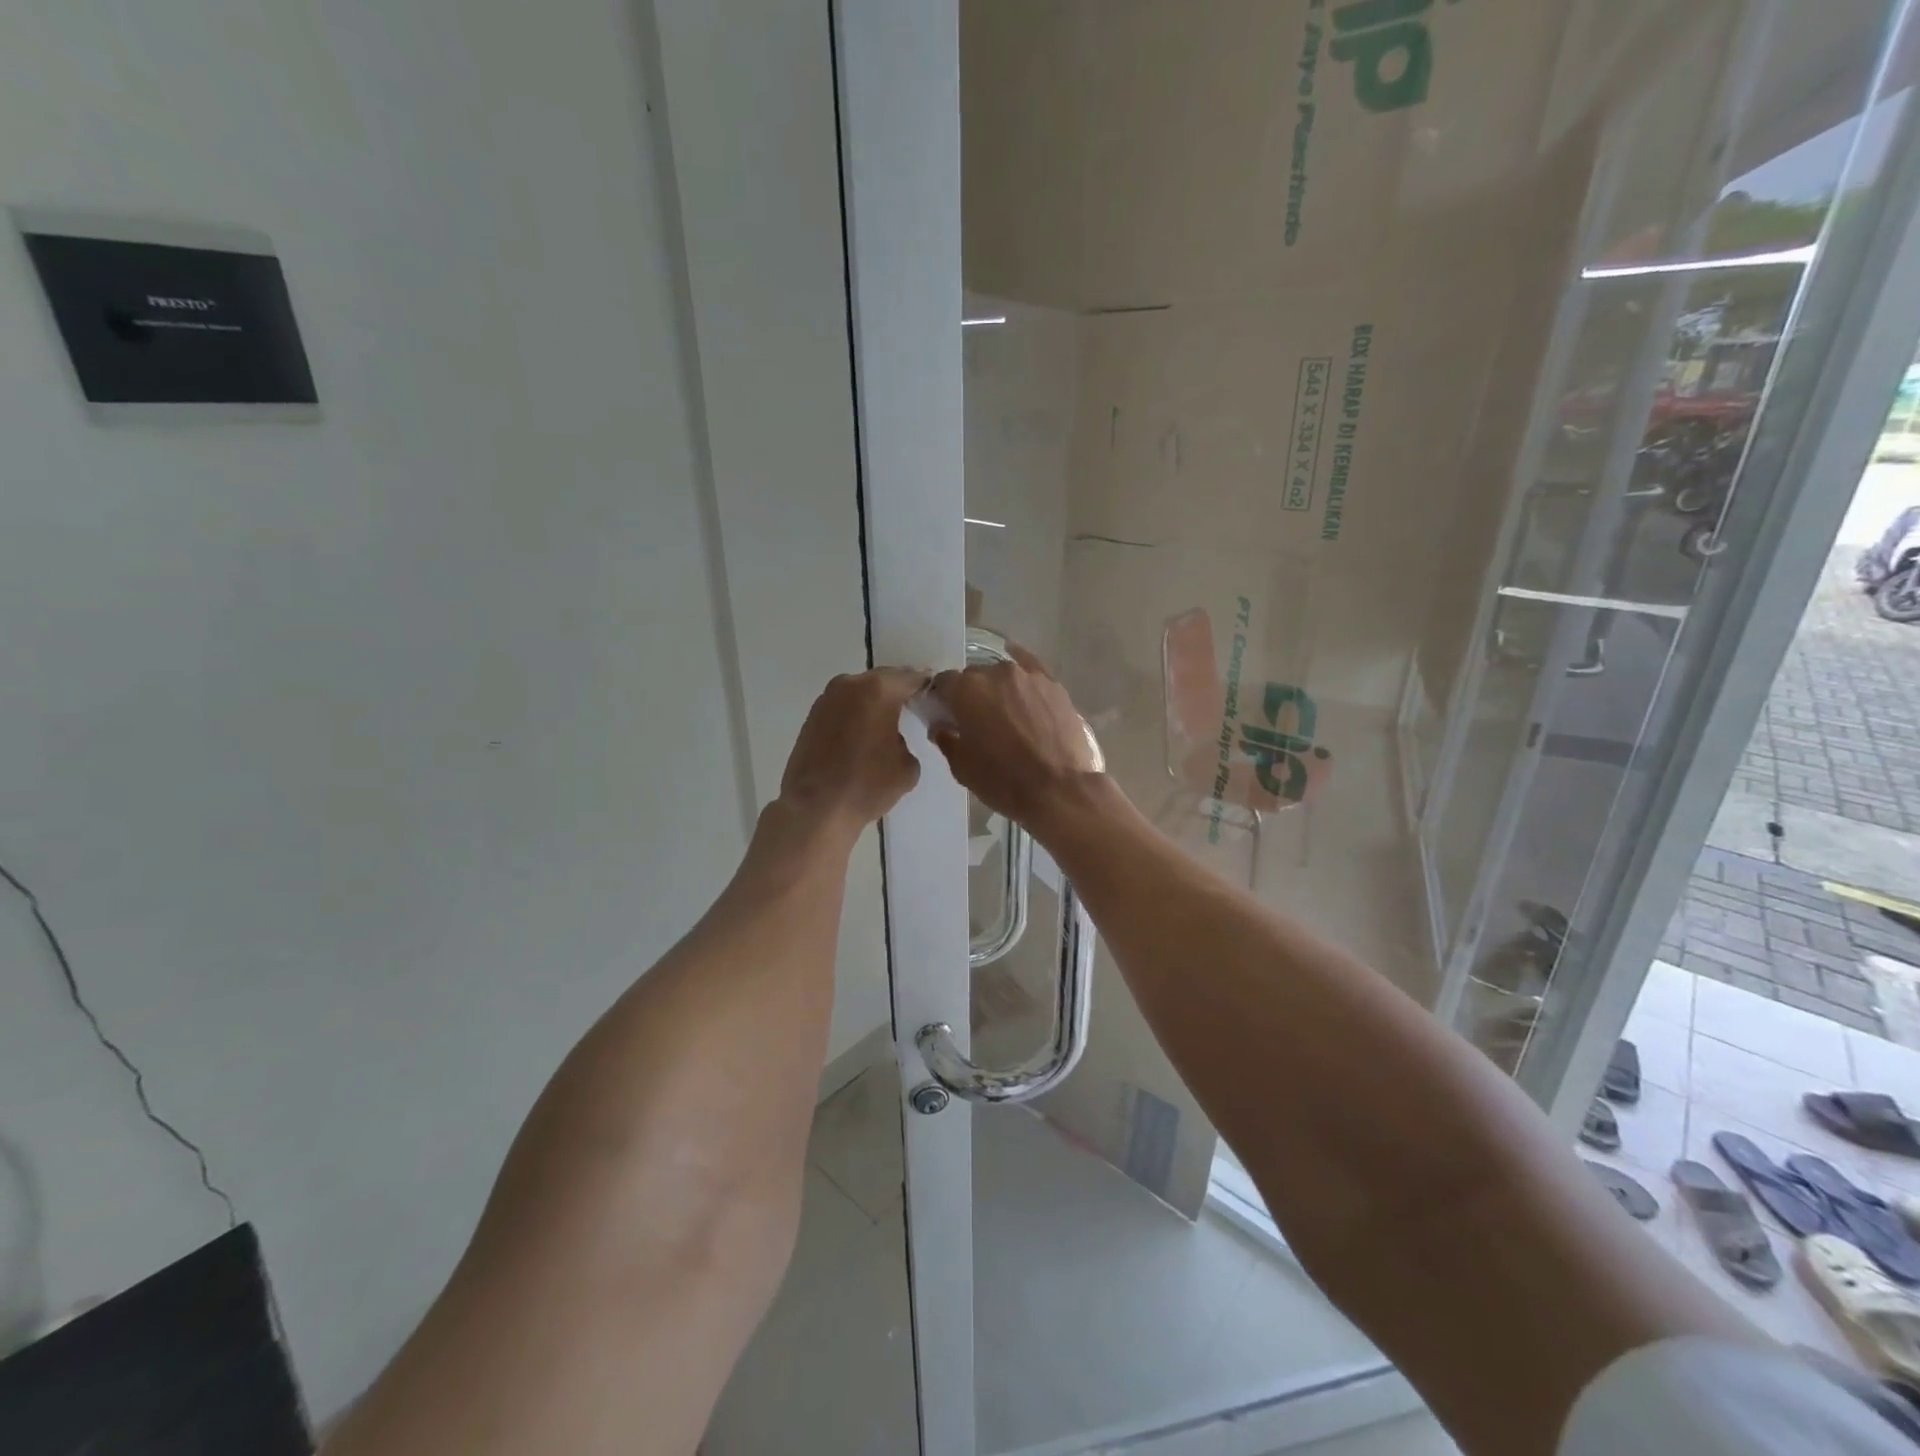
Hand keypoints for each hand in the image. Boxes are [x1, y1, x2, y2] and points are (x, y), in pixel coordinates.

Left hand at [776, 668, 928, 836]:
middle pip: (883, 680)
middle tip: (912, 709)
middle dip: (898, 692)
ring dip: (874, 703)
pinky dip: (855, 715)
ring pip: (860, 692)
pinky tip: (861, 735)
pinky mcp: (811, 716)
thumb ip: (906, 740)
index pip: (912, 678)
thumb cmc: (867, 785)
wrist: (816, 808)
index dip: (926, 686)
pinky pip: (843, 707)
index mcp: (879, 690)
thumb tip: (893, 738)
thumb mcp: (908, 766)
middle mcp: (850, 685)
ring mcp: (827, 699)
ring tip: (885, 725)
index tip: (934, 698)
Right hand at [928, 644, 1102, 827]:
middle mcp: (995, 673)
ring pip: (1003, 675)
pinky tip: (1022, 679)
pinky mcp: (1054, 685)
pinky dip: (1023, 676)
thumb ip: (946, 738)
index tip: (946, 715)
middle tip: (977, 721)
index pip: (943, 683)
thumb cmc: (1003, 780)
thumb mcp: (962, 767)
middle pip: (974, 677)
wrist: (1059, 789)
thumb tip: (941, 725)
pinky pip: (1033, 669)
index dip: (941, 699)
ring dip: (998, 689)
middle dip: (971, 694)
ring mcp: (1028, 676)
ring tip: (1007, 714)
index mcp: (966, 690)